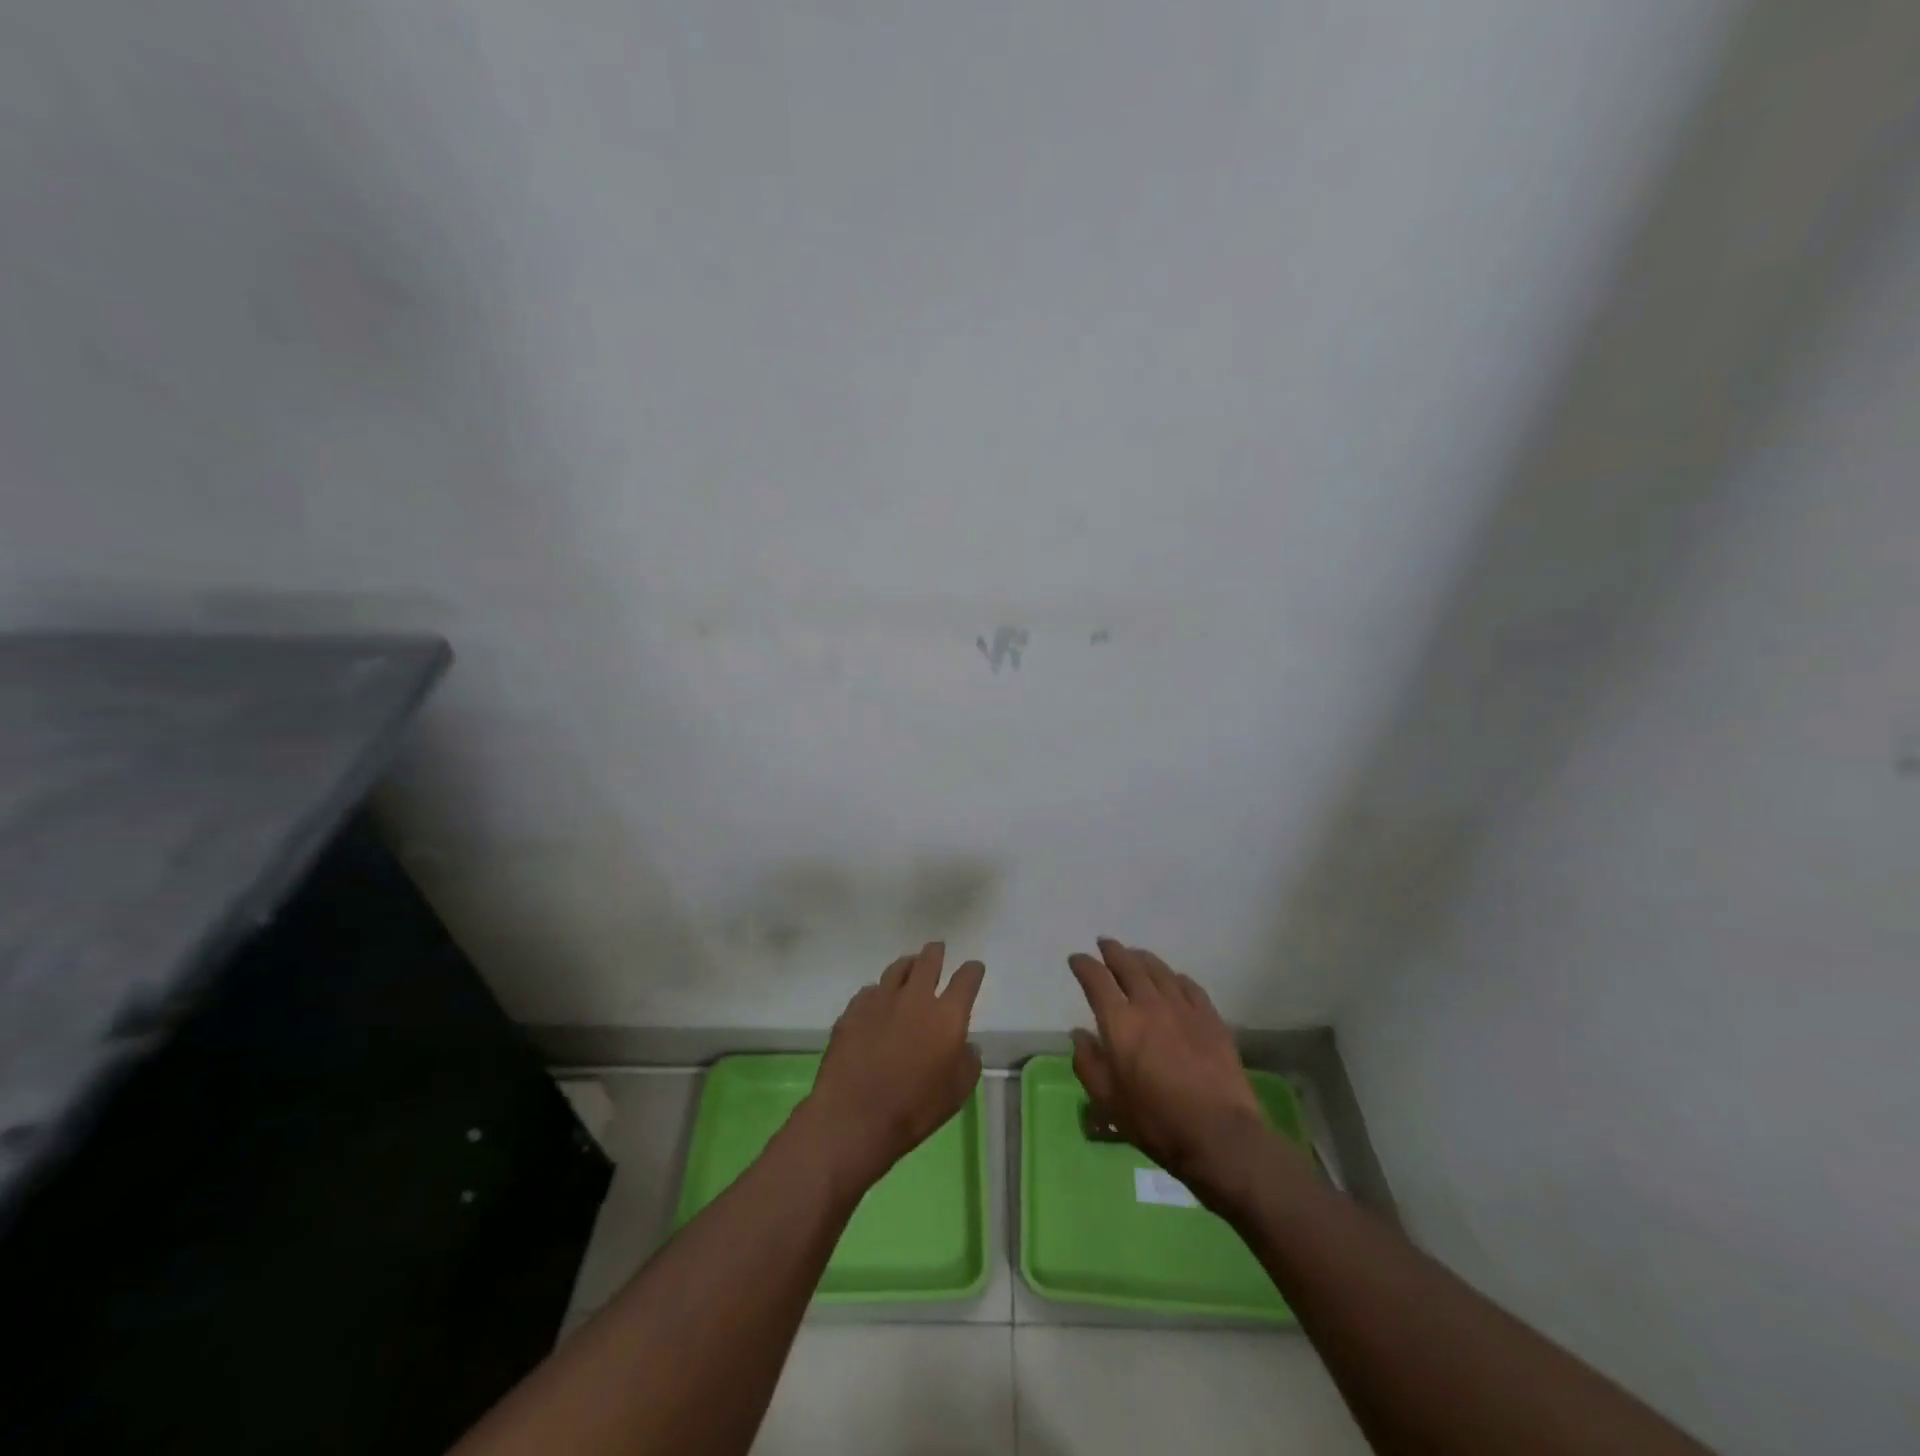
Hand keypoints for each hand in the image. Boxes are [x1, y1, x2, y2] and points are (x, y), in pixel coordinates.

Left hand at [799, 942, 984, 1194]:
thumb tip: (967, 1045)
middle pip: (929, 960)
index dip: (972, 970)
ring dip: (908, 965)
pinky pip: (870, 991)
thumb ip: (968, 1062)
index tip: (974, 968)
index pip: (966, 979)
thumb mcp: (957, 1093)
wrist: (854, 1117)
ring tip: (909, 967)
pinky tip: (878, 1002)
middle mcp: (916, 997)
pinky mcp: (853, 1010)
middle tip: (938, 950)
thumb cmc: (914, 1109)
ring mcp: (881, 1000)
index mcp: (947, 1015)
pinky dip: (879, 992)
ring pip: (897, 968)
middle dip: (936, 953)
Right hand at [1068, 939, 1268, 1200]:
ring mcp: (1183, 1008)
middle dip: (1113, 951)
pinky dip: (1175, 977)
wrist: (1219, 1135)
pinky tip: (1173, 979)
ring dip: (1142, 958)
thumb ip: (1088, 1064)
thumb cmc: (1155, 1121)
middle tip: (1105, 944)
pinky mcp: (1210, 1018)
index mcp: (1119, 1022)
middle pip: (1128, 965)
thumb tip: (1079, 1034)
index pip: (1096, 979)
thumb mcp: (1108, 1101)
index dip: (1083, 965)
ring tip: (1135, 955)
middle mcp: (1149, 1004)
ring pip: (1159, 970)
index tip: (1076, 960)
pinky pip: (1189, 985)